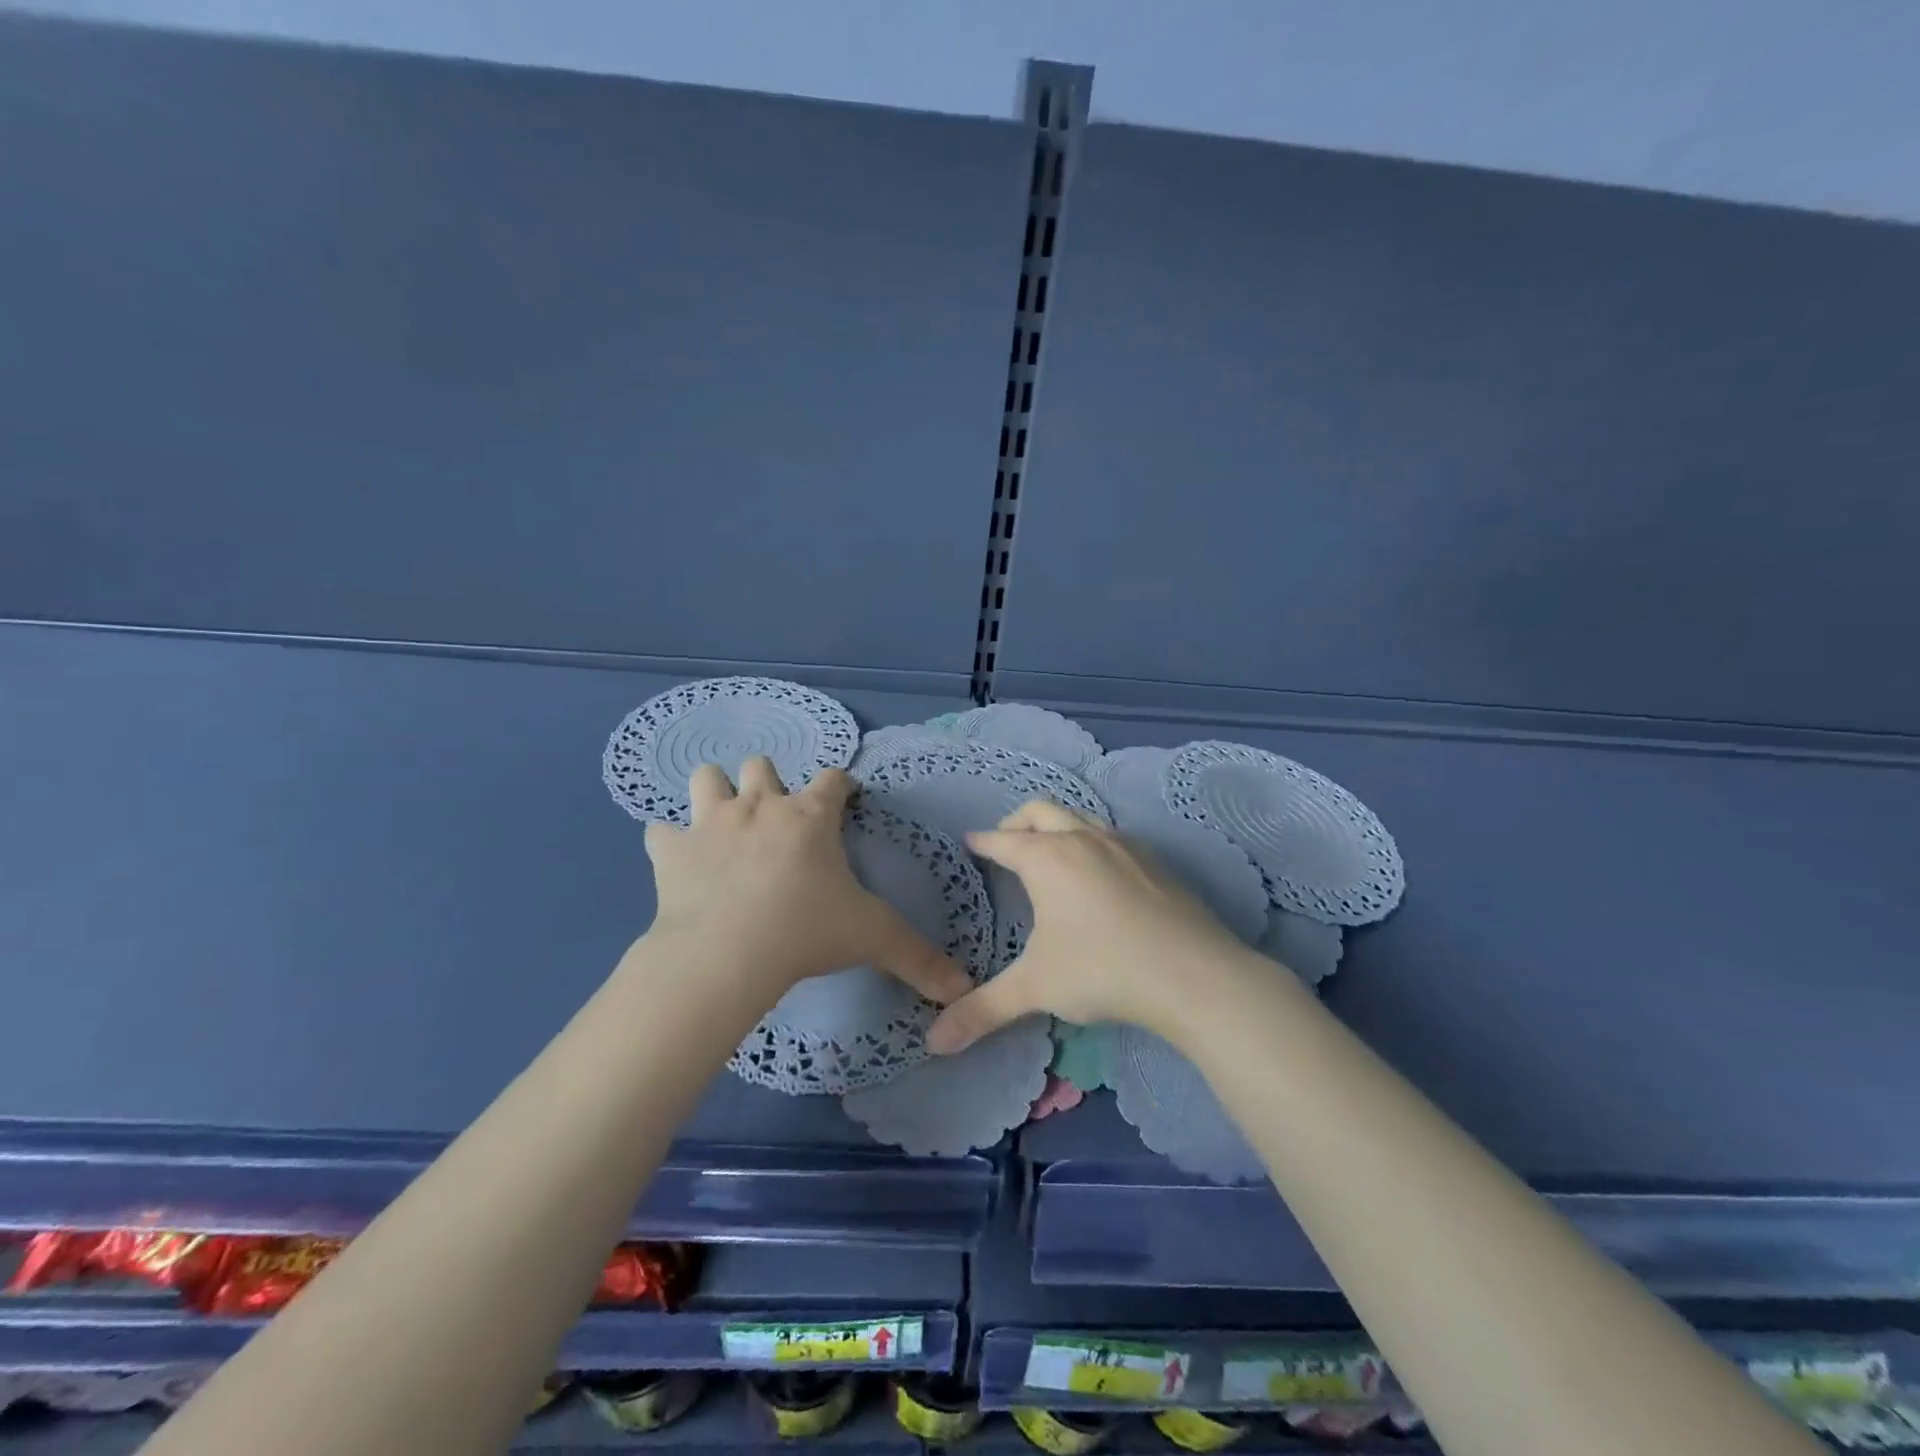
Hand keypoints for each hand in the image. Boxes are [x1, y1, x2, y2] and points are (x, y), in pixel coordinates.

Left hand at [640, 756, 972, 1010]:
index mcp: (810, 816)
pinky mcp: (671, 850)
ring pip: (706, 778)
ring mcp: (711, 822)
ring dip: (714, 793)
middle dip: (768, 783)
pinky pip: (660, 832)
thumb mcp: (873, 939)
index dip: (841, 785)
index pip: (834, 780)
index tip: (844, 799)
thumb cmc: (806, 932)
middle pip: (762, 765)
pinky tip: (678, 861)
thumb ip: (919, 957)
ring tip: (723, 822)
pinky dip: (669, 843)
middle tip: (775, 820)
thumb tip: (963, 986)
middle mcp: (761, 805)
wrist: (726, 953)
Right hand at [926, 801, 1258, 1052]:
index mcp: (1047, 859)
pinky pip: (1112, 836)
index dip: (983, 841)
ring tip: (1052, 854)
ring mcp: (1124, 845)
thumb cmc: (1102, 970)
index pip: (1003, 840)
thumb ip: (983, 1010)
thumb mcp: (1036, 989)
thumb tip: (934, 1042)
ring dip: (1058, 826)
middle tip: (1006, 843)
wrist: (1192, 974)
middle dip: (1017, 822)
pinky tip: (1101, 876)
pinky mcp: (1155, 861)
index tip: (971, 842)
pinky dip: (1092, 842)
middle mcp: (1082, 839)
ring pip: (1080, 816)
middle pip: (1041, 811)